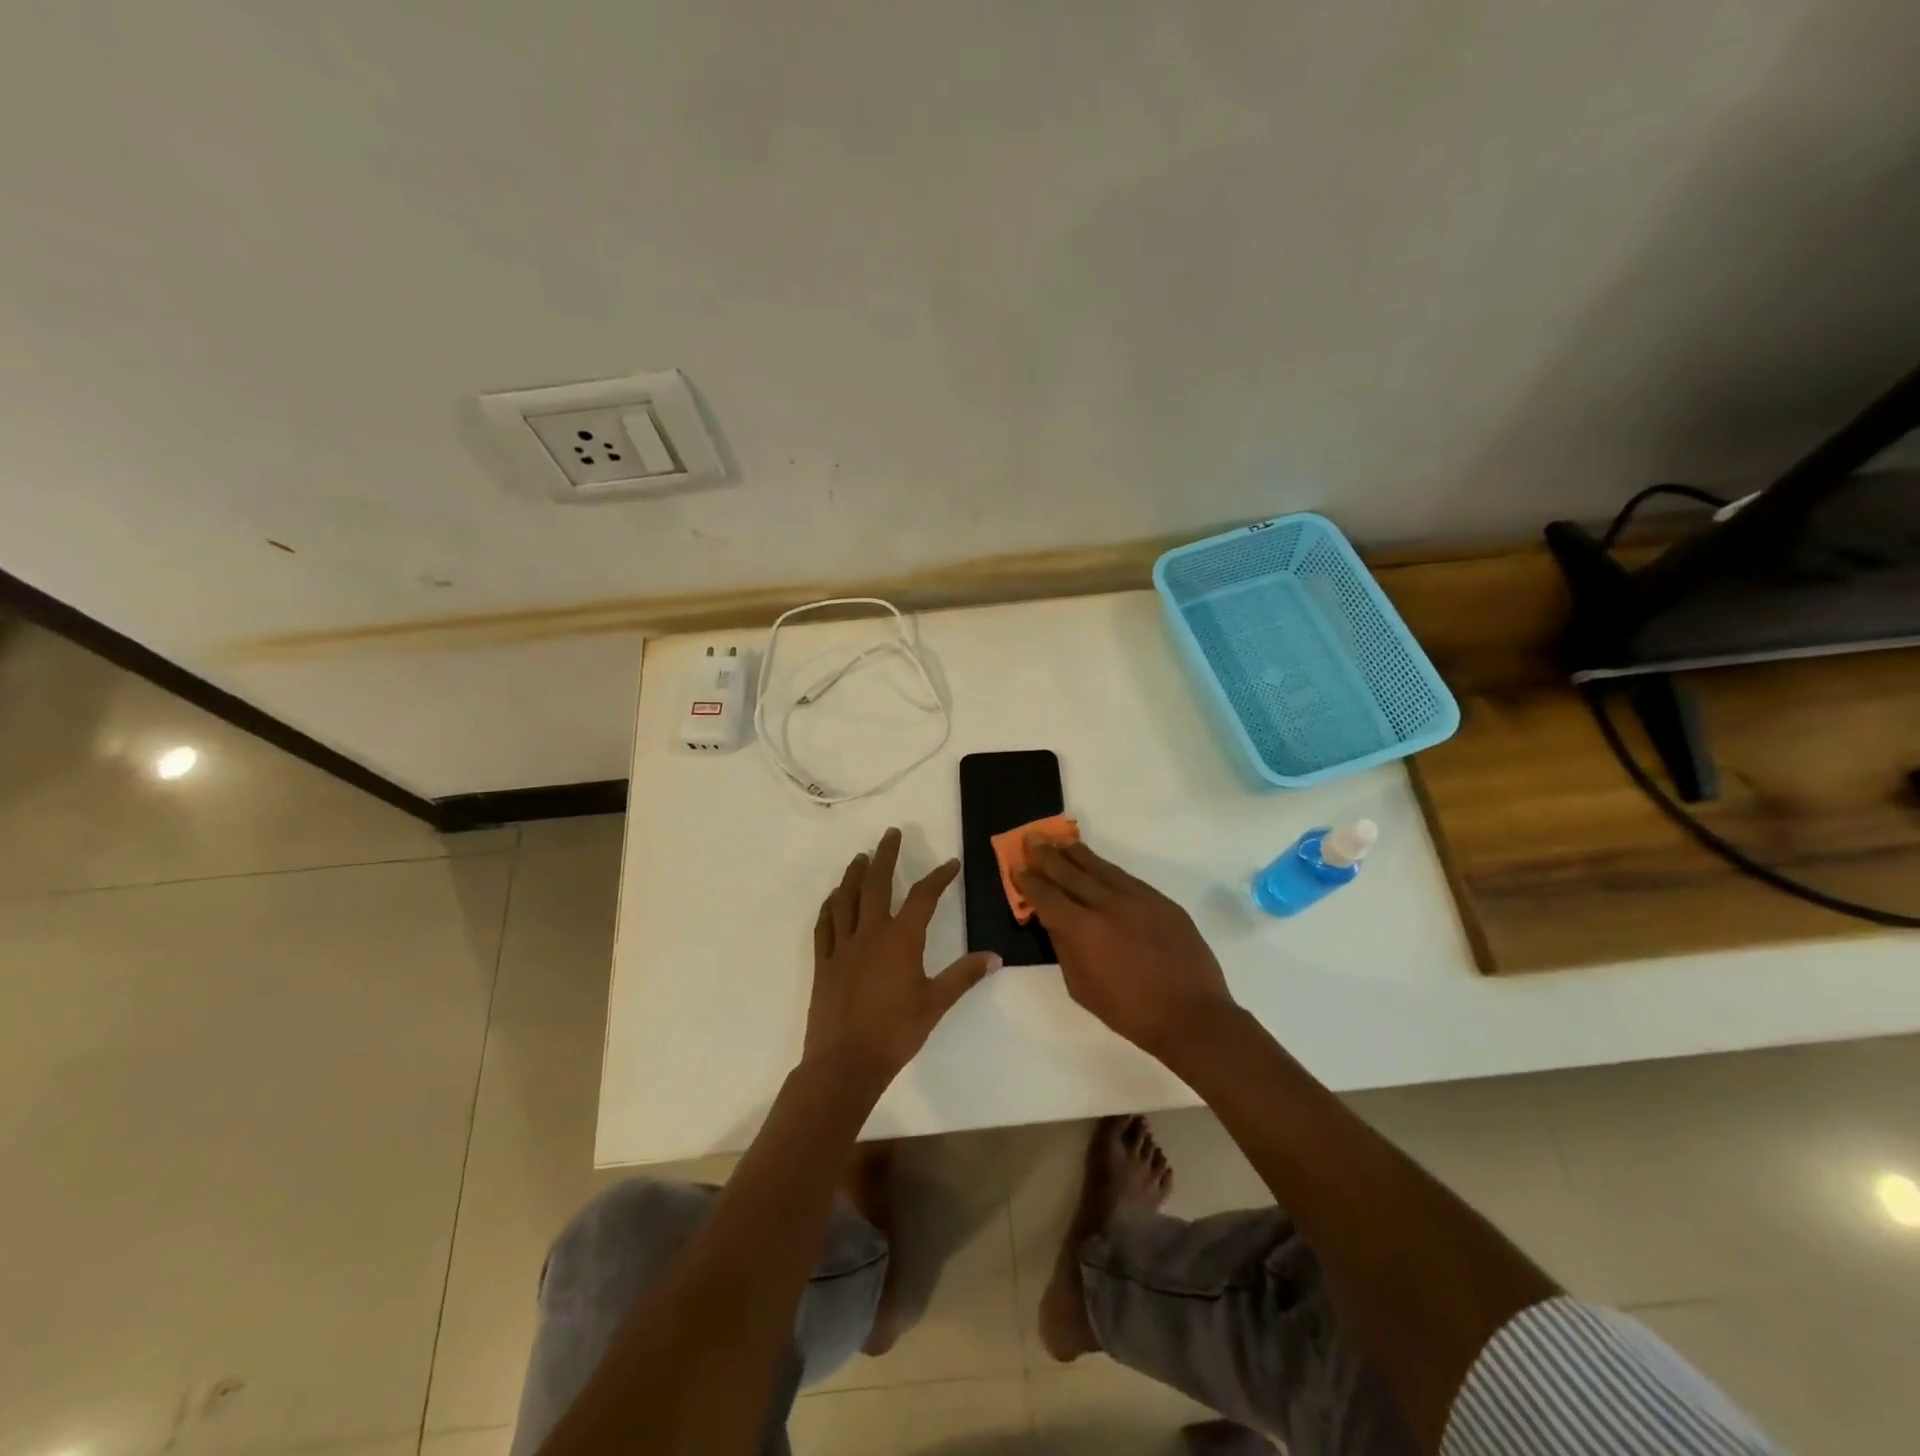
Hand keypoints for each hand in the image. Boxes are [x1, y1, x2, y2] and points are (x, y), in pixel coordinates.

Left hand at [805, 828, 1000, 1086]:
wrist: (845, 1062)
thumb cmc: (896, 1032)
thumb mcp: (936, 1003)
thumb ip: (964, 976)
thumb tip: (994, 957)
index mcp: (901, 939)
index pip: (923, 896)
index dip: (938, 877)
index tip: (950, 864)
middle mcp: (870, 932)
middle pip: (877, 883)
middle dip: (885, 855)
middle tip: (891, 834)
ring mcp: (843, 945)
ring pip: (846, 898)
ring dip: (854, 874)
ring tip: (860, 858)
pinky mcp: (824, 962)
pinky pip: (825, 925)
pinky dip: (829, 906)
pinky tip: (832, 899)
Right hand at [1015, 838, 1237, 1062]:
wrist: (1192, 1016)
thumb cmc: (1130, 1012)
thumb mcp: (1082, 987)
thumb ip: (1064, 948)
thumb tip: (1054, 920)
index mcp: (1083, 930)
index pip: (1047, 896)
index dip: (1029, 881)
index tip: (1017, 867)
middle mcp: (1108, 905)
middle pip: (1071, 873)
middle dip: (1048, 856)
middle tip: (1032, 839)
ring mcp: (1138, 899)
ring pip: (1101, 868)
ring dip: (1077, 854)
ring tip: (1060, 842)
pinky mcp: (1161, 901)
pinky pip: (1126, 878)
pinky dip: (1106, 869)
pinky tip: (1097, 866)